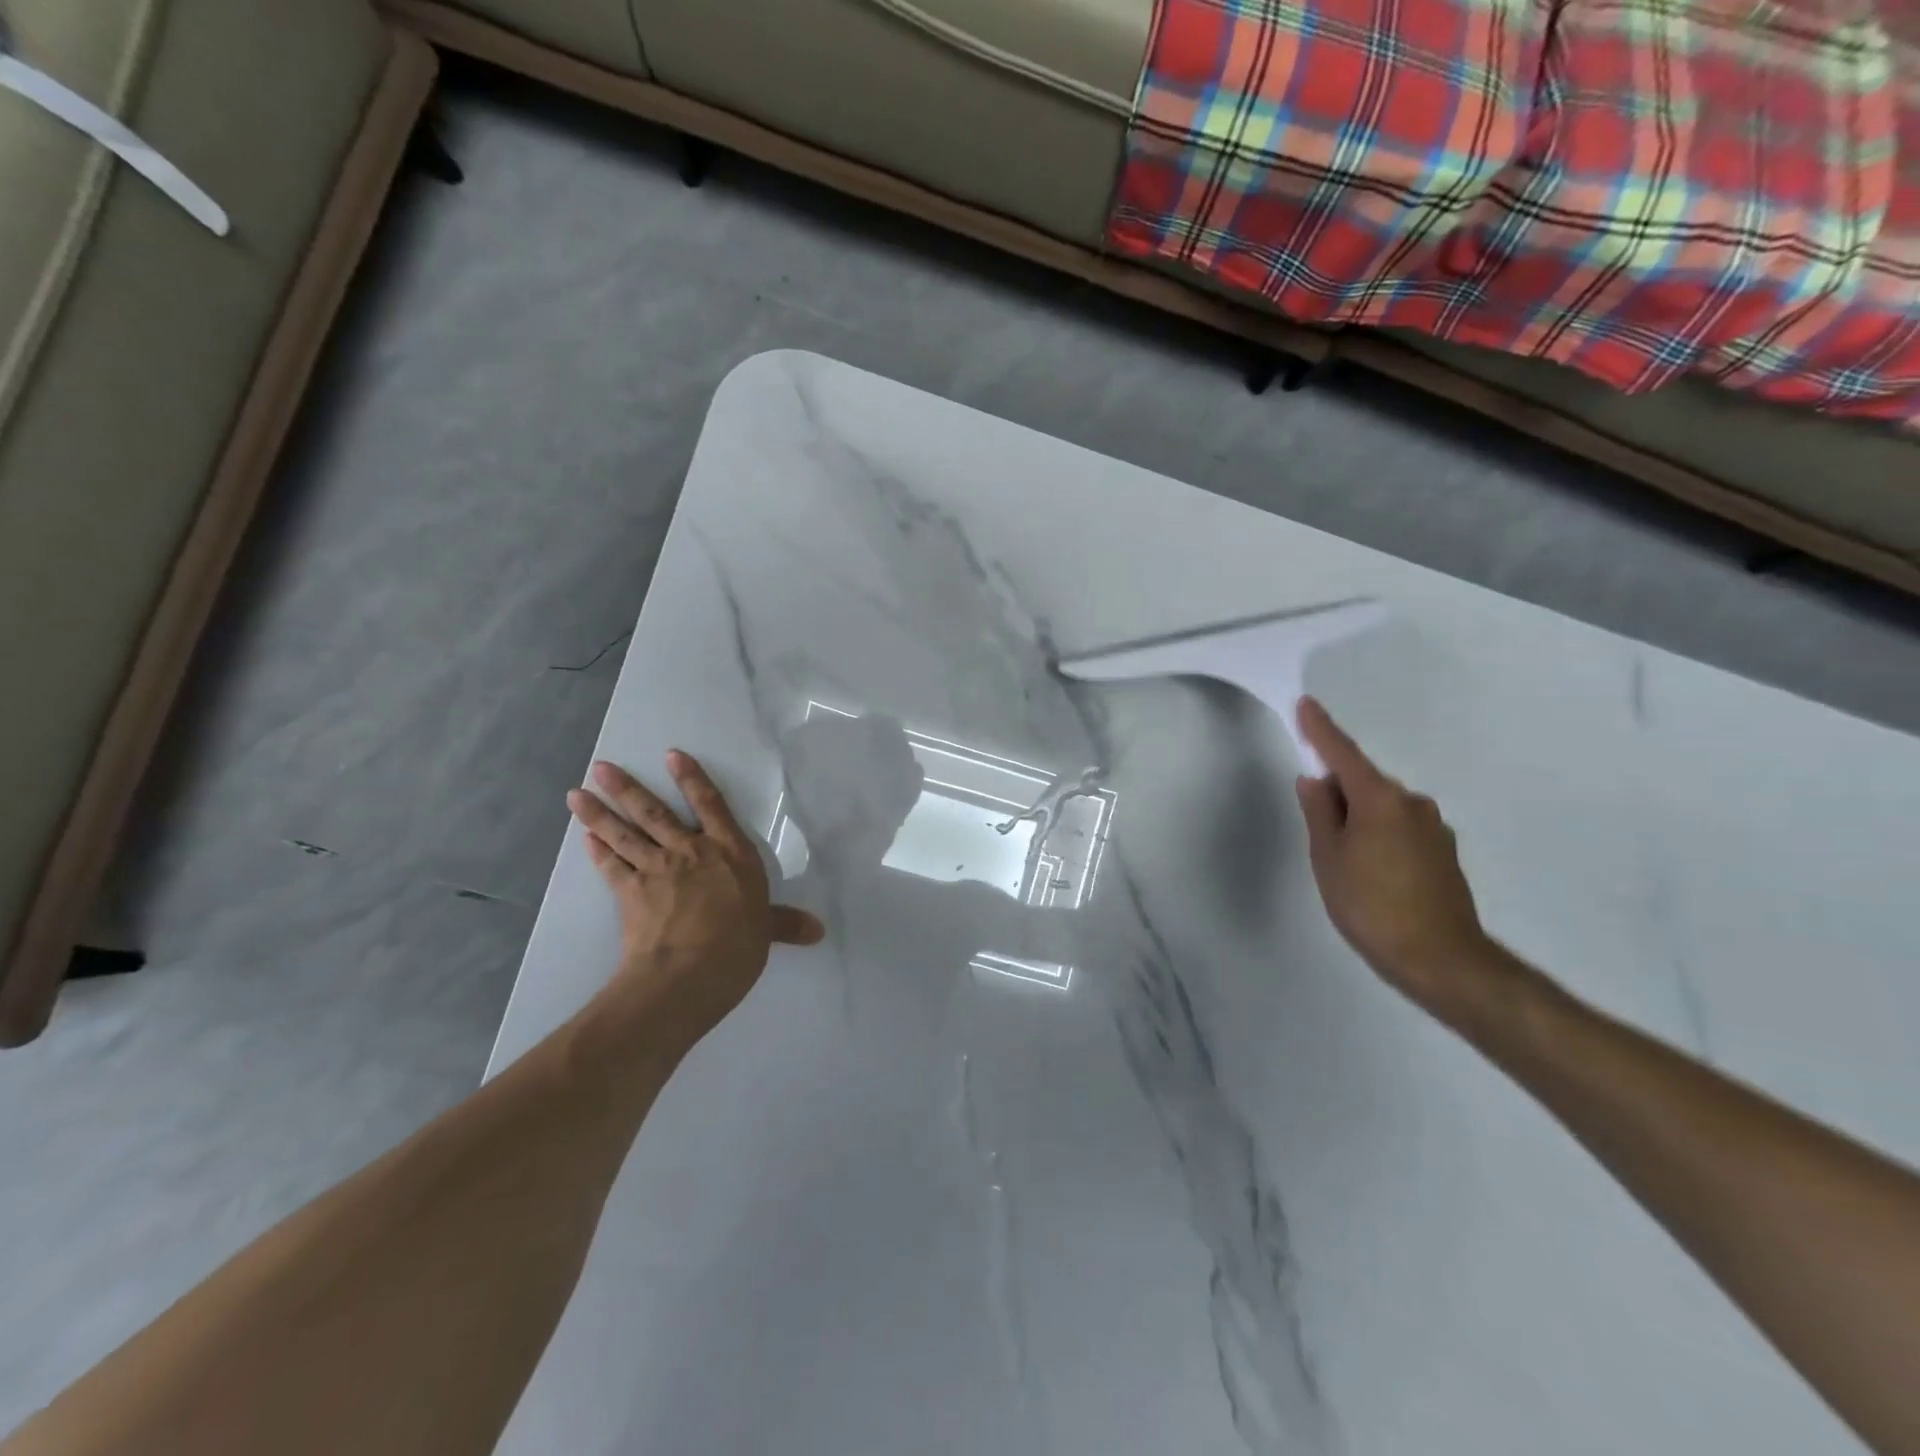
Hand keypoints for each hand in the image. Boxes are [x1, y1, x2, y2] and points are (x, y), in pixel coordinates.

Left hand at [567, 752, 824, 1047]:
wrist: (687, 973)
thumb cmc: (736, 945)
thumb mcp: (766, 931)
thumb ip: (786, 924)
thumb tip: (818, 931)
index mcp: (729, 853)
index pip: (711, 806)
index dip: (692, 779)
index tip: (672, 755)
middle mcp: (690, 851)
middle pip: (655, 812)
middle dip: (627, 788)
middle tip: (600, 767)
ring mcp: (656, 869)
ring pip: (624, 833)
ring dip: (599, 813)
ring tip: (577, 793)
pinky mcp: (630, 893)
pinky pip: (611, 866)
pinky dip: (598, 851)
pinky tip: (587, 838)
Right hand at [1293, 698, 1493, 1020]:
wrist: (1441, 960)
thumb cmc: (1371, 905)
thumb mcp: (1329, 858)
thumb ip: (1320, 813)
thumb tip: (1315, 780)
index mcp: (1380, 800)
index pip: (1343, 754)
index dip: (1321, 730)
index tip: (1306, 704)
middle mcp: (1412, 804)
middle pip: (1364, 783)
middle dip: (1337, 791)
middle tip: (1315, 823)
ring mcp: (1433, 829)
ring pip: (1382, 809)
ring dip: (1358, 818)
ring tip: (1341, 859)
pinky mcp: (1443, 854)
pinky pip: (1399, 829)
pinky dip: (1378, 835)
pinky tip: (1370, 870)